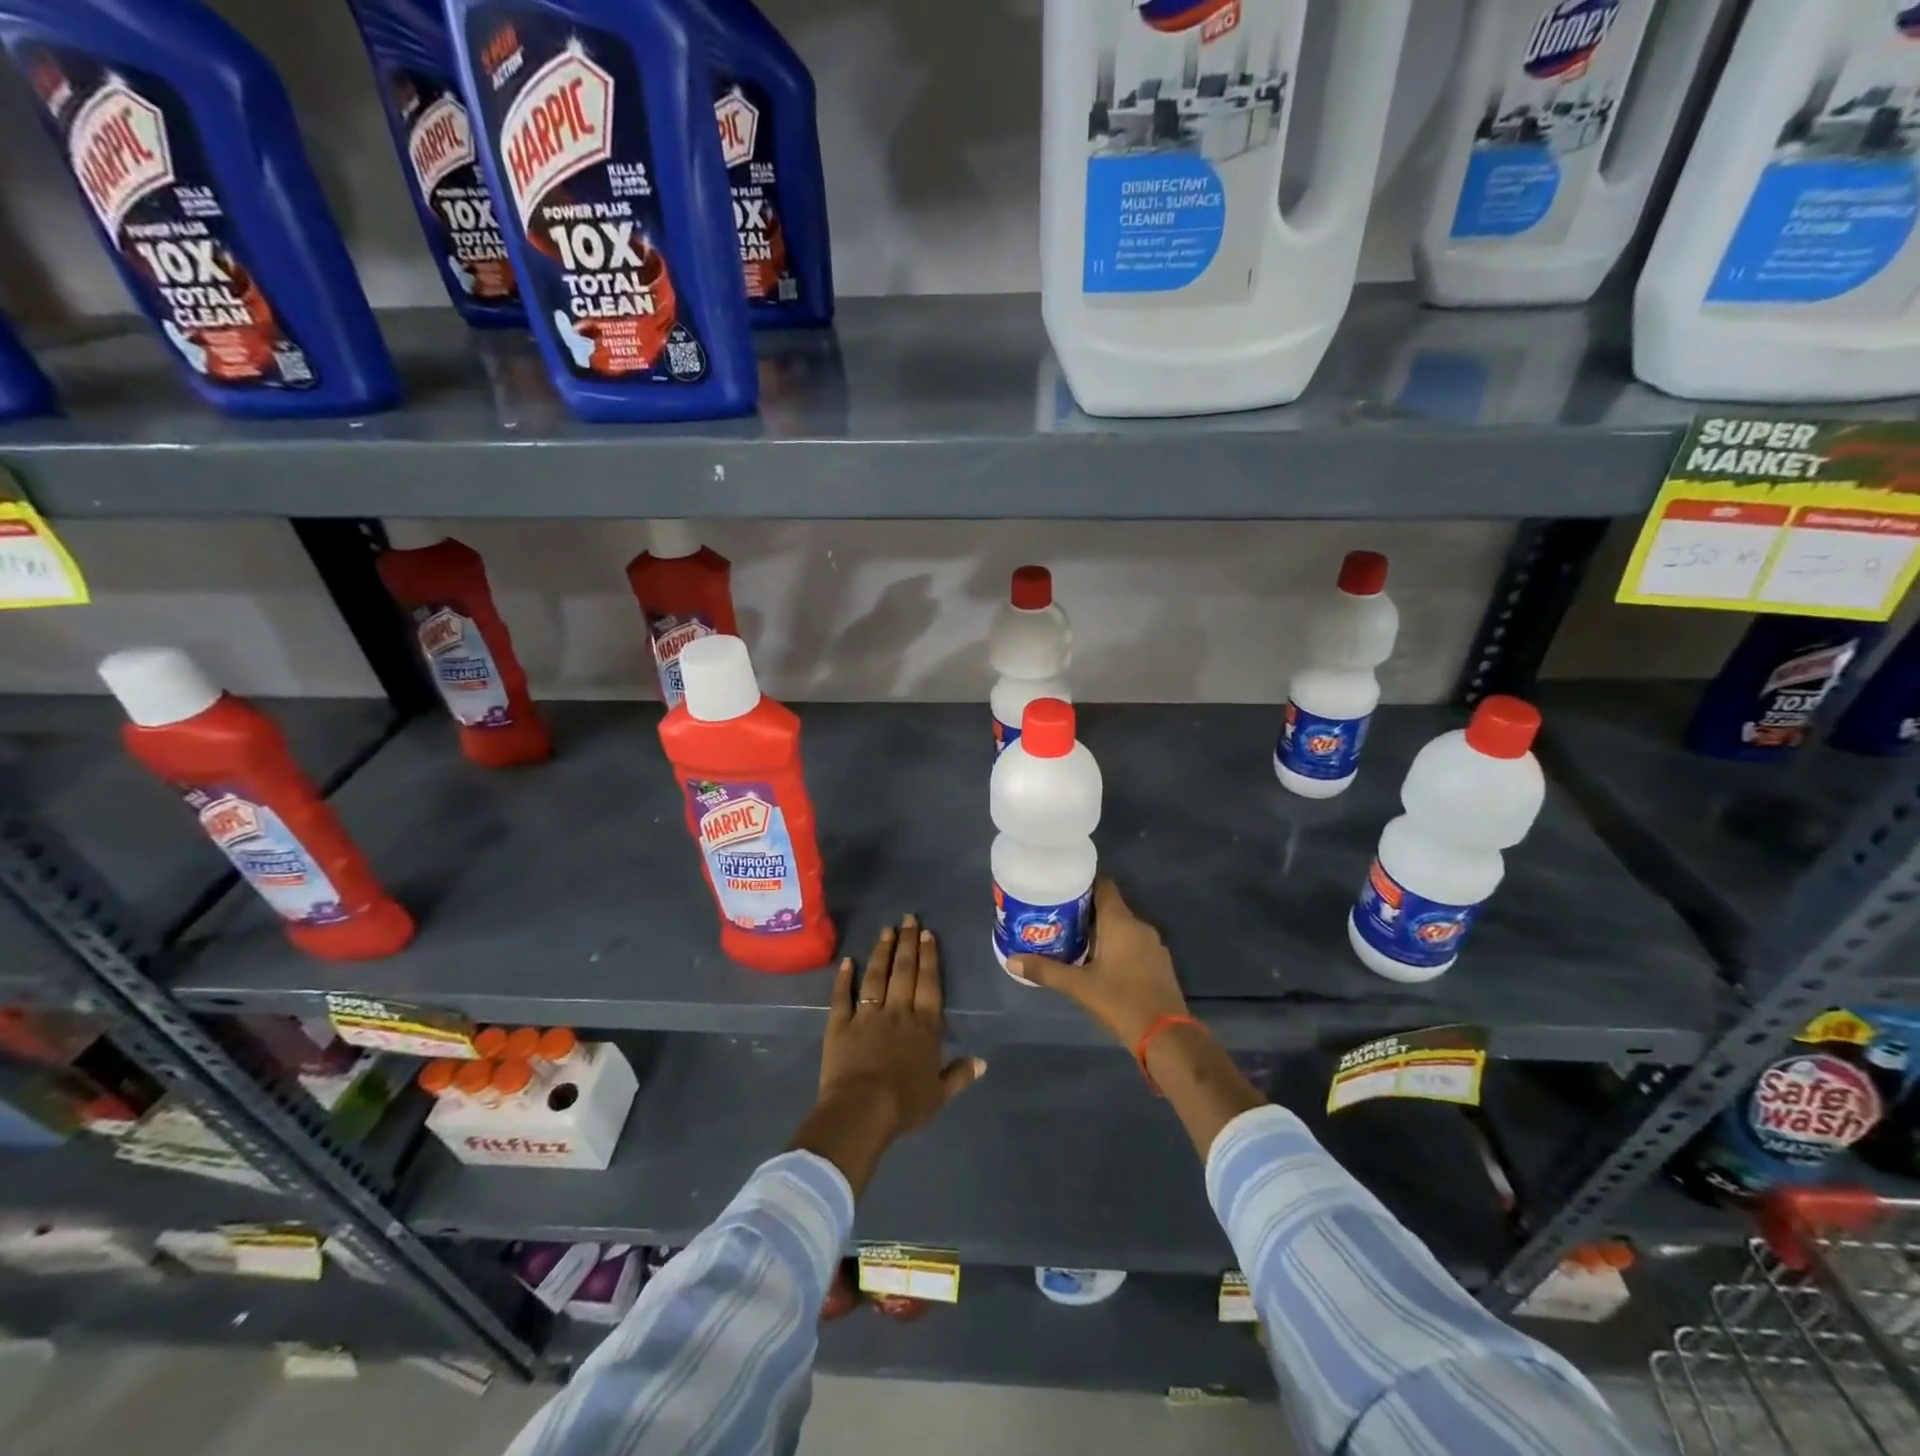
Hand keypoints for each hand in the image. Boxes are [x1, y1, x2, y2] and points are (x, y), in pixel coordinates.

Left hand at [789, 915, 984, 1193]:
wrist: (862, 1111)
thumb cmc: (904, 1105)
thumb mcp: (939, 1095)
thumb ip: (960, 1074)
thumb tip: (982, 1061)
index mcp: (924, 1026)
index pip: (929, 984)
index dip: (929, 957)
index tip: (928, 934)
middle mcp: (898, 1012)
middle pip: (904, 972)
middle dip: (908, 943)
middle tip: (909, 919)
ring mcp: (867, 1015)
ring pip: (876, 976)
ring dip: (881, 952)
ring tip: (886, 930)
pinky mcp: (840, 1024)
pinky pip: (842, 996)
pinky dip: (844, 978)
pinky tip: (848, 961)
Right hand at [1015, 881, 1260, 1158]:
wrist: (1166, 1036)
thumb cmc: (1121, 1002)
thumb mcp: (1079, 986)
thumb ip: (1046, 971)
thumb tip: (1012, 961)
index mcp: (1120, 922)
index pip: (1103, 885)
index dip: (1083, 882)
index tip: (1061, 886)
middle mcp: (1139, 925)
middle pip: (1110, 906)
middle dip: (1085, 910)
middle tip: (1058, 916)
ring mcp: (1153, 944)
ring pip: (1122, 926)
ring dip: (1101, 929)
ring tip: (1073, 938)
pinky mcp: (1159, 963)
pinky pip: (1133, 943)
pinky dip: (1116, 945)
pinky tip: (1099, 961)